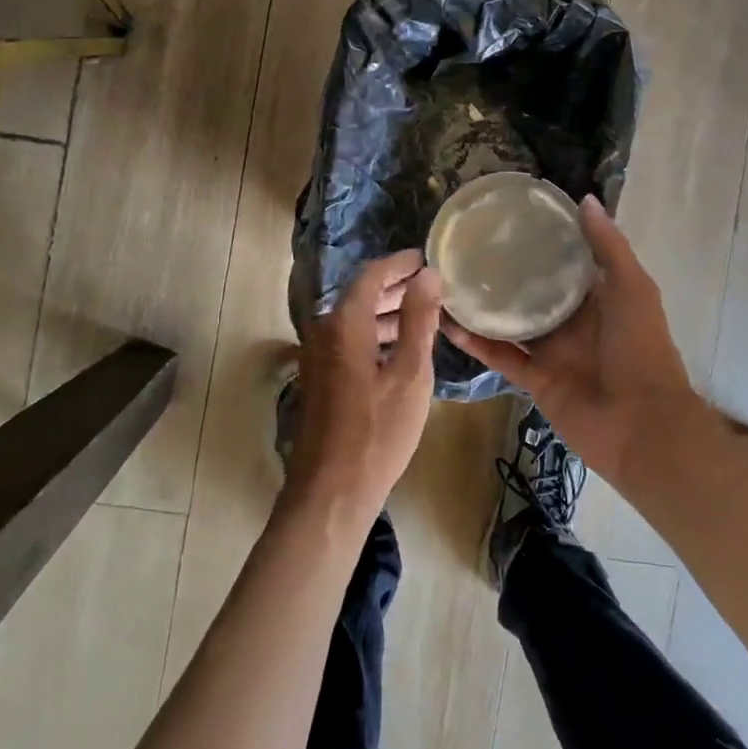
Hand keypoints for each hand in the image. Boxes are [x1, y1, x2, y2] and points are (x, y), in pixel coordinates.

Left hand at [286, 250, 442, 529]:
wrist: (330, 491)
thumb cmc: (377, 432)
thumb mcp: (410, 374)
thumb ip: (419, 320)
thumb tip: (427, 275)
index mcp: (344, 323)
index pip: (371, 275)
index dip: (399, 263)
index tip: (425, 257)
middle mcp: (323, 331)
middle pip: (360, 295)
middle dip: (395, 286)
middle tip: (429, 282)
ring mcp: (317, 356)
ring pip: (354, 319)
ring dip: (386, 311)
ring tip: (422, 312)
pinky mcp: (319, 378)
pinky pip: (348, 340)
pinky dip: (374, 334)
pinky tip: (399, 347)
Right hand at [443, 196, 708, 485]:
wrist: (641, 425)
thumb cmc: (641, 349)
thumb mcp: (633, 288)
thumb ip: (609, 246)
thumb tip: (584, 198)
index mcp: (599, 298)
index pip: (567, 263)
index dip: (544, 241)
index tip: (511, 218)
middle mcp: (573, 322)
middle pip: (534, 292)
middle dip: (508, 272)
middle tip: (470, 245)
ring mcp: (552, 352)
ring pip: (511, 323)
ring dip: (484, 306)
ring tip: (450, 279)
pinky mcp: (533, 379)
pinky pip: (500, 356)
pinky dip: (475, 342)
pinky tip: (447, 322)